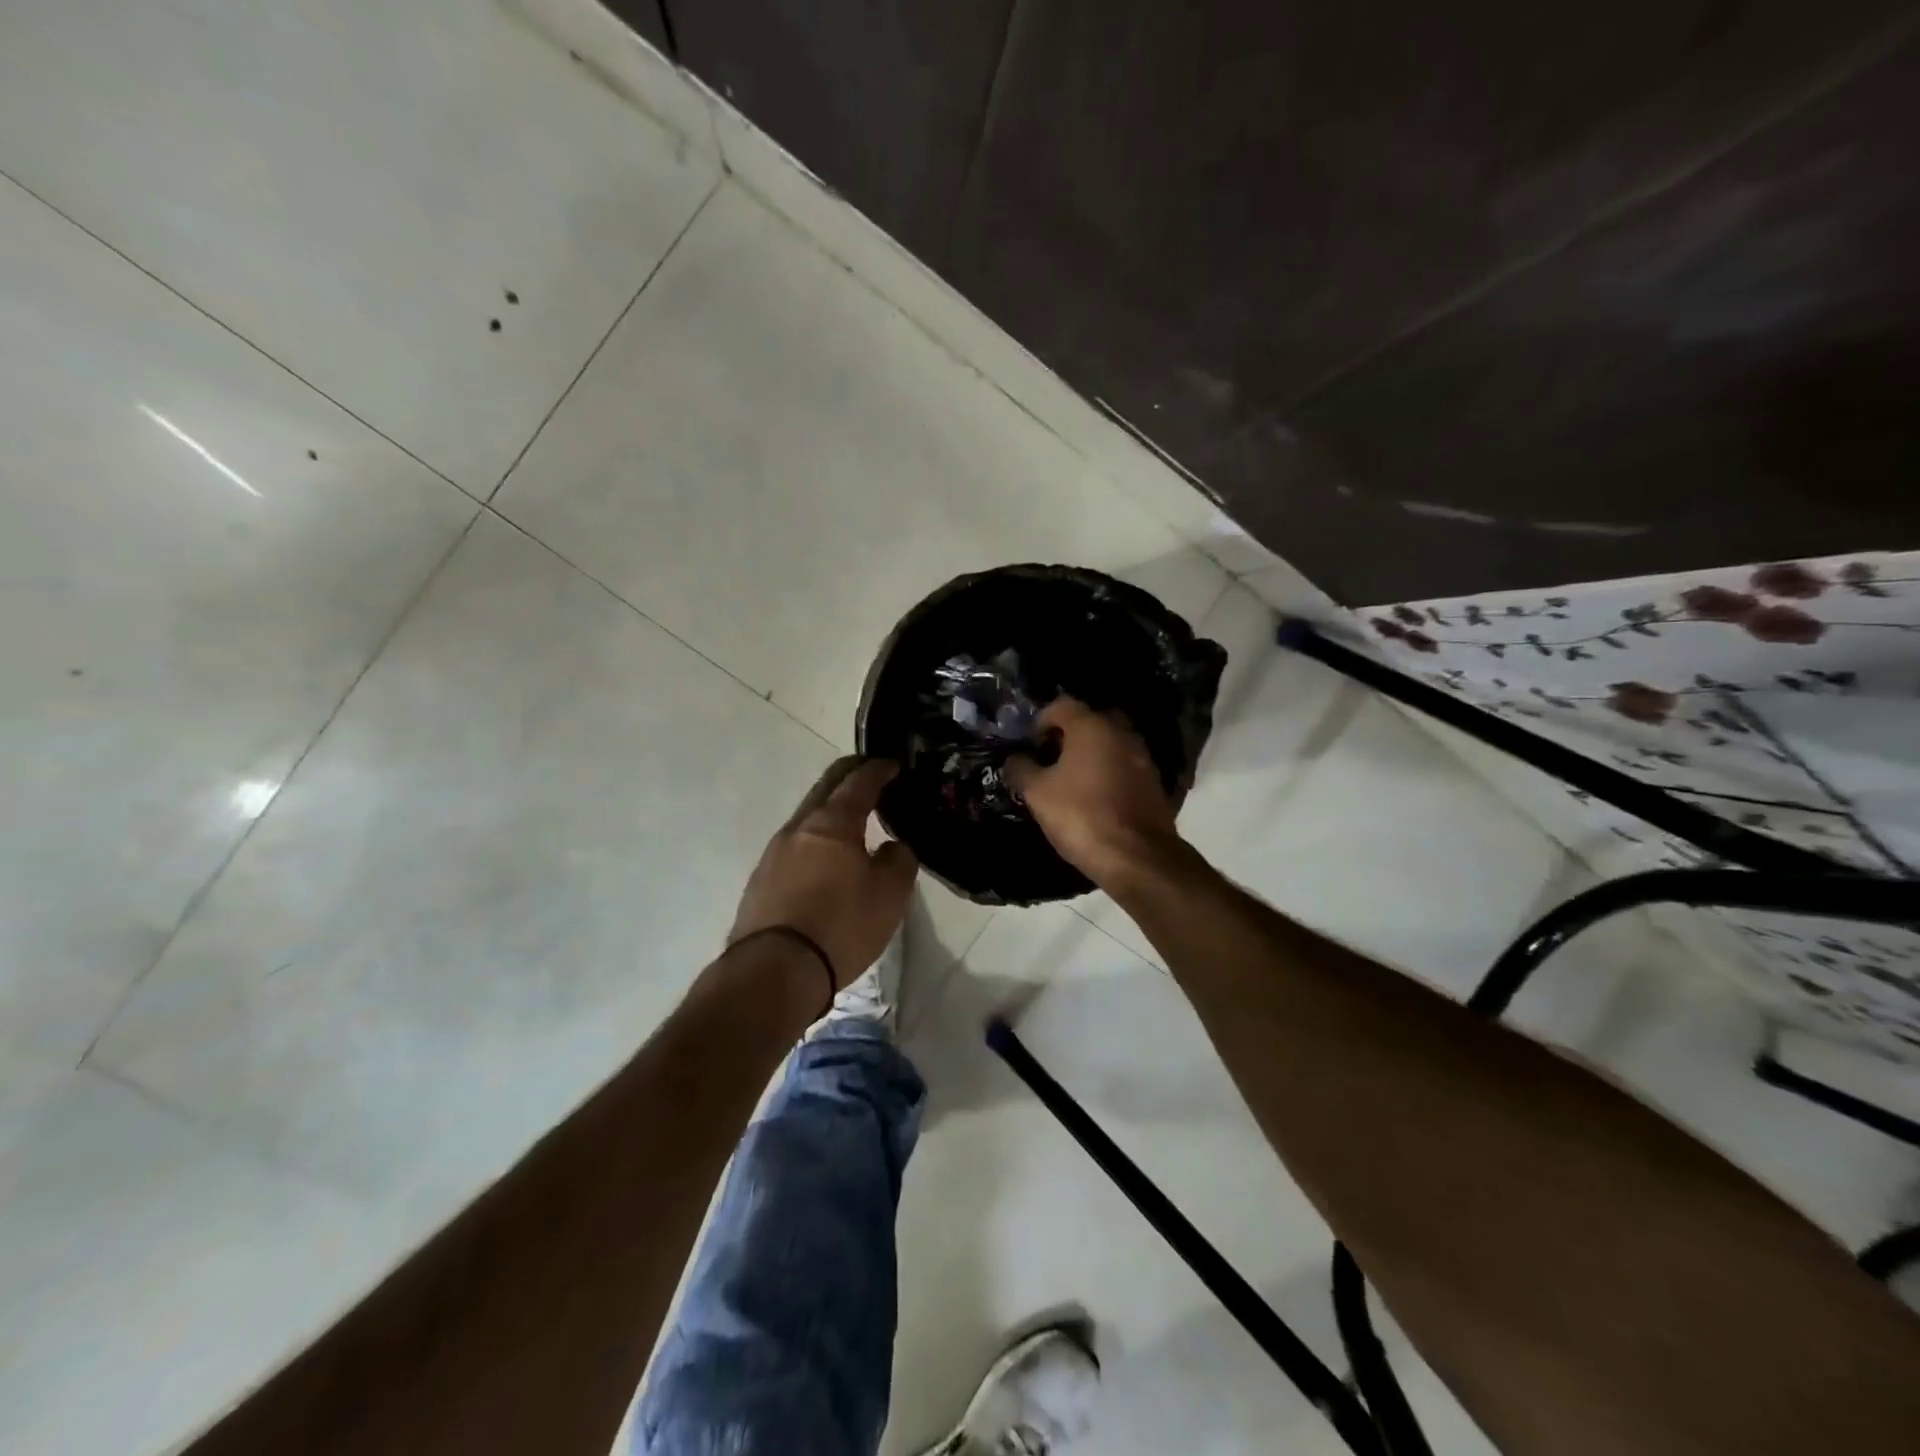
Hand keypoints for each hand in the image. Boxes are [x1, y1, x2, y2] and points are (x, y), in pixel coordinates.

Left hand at [730, 757, 918, 989]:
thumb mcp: (890, 895)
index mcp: (833, 823)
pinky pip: (795, 843)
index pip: (859, 781)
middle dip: (850, 775)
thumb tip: (892, 847)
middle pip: (826, 787)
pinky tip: (827, 855)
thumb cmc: (841, 926)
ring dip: (831, 807)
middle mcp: (799, 827)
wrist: (774, 971)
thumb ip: (899, 860)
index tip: (893, 763)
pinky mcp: (762, 879)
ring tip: (854, 818)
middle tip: (872, 774)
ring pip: (808, 815)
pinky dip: (817, 836)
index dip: (878, 769)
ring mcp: (774, 852)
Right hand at [1004, 698, 1185, 887]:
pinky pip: (1124, 767)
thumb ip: (1021, 769)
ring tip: (1069, 781)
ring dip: (1089, 755)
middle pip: (1089, 721)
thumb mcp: (1037, 793)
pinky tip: (1094, 797)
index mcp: (1092, 726)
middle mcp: (1121, 733)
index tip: (1028, 745)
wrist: (1137, 857)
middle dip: (1067, 736)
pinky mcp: (1154, 783)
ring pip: (1109, 745)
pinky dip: (1108, 774)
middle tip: (1049, 759)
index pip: (1061, 705)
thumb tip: (1014, 759)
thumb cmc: (1081, 816)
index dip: (1040, 721)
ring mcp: (1142, 757)